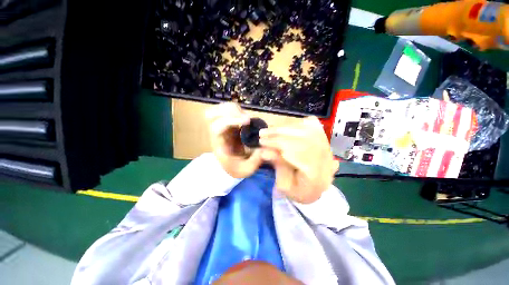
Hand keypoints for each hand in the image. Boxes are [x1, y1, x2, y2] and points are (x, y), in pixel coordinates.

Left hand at [206, 103, 263, 177]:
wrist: (230, 167)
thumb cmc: (236, 168)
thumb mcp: (247, 169)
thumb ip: (256, 159)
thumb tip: (264, 146)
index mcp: (219, 143)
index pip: (218, 126)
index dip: (231, 120)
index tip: (248, 121)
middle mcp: (217, 133)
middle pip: (211, 113)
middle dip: (230, 111)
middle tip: (246, 118)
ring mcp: (221, 127)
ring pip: (218, 109)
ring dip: (234, 109)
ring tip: (246, 118)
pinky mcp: (227, 124)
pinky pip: (227, 111)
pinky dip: (236, 110)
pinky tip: (245, 118)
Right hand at [259, 117, 338, 203]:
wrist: (316, 189)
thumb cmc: (298, 191)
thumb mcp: (284, 185)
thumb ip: (278, 167)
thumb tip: (264, 152)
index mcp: (317, 175)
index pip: (298, 152)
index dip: (278, 144)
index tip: (261, 142)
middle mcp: (326, 158)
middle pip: (303, 138)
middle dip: (279, 133)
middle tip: (262, 133)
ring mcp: (327, 146)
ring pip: (307, 129)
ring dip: (285, 127)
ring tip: (270, 130)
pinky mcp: (324, 139)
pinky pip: (312, 124)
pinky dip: (298, 123)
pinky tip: (286, 127)